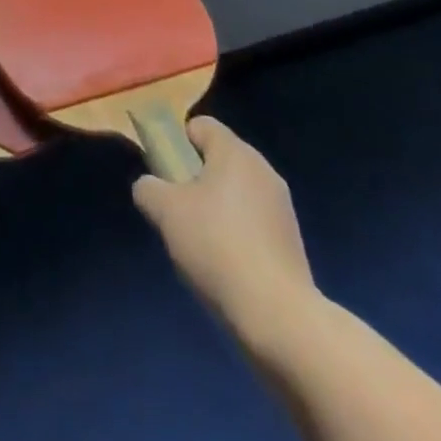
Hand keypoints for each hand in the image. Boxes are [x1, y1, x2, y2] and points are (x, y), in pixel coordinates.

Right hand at [132, 116, 321, 352]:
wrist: (276, 314)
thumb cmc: (215, 246)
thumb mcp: (164, 211)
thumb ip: (148, 188)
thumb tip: (150, 187)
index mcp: (235, 152)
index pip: (200, 125)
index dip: (177, 143)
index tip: (166, 174)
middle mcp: (263, 170)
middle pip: (218, 160)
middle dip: (194, 179)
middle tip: (178, 211)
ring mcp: (282, 206)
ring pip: (236, 192)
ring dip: (216, 209)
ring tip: (200, 245)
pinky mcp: (292, 241)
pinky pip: (253, 222)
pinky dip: (237, 234)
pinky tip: (226, 265)